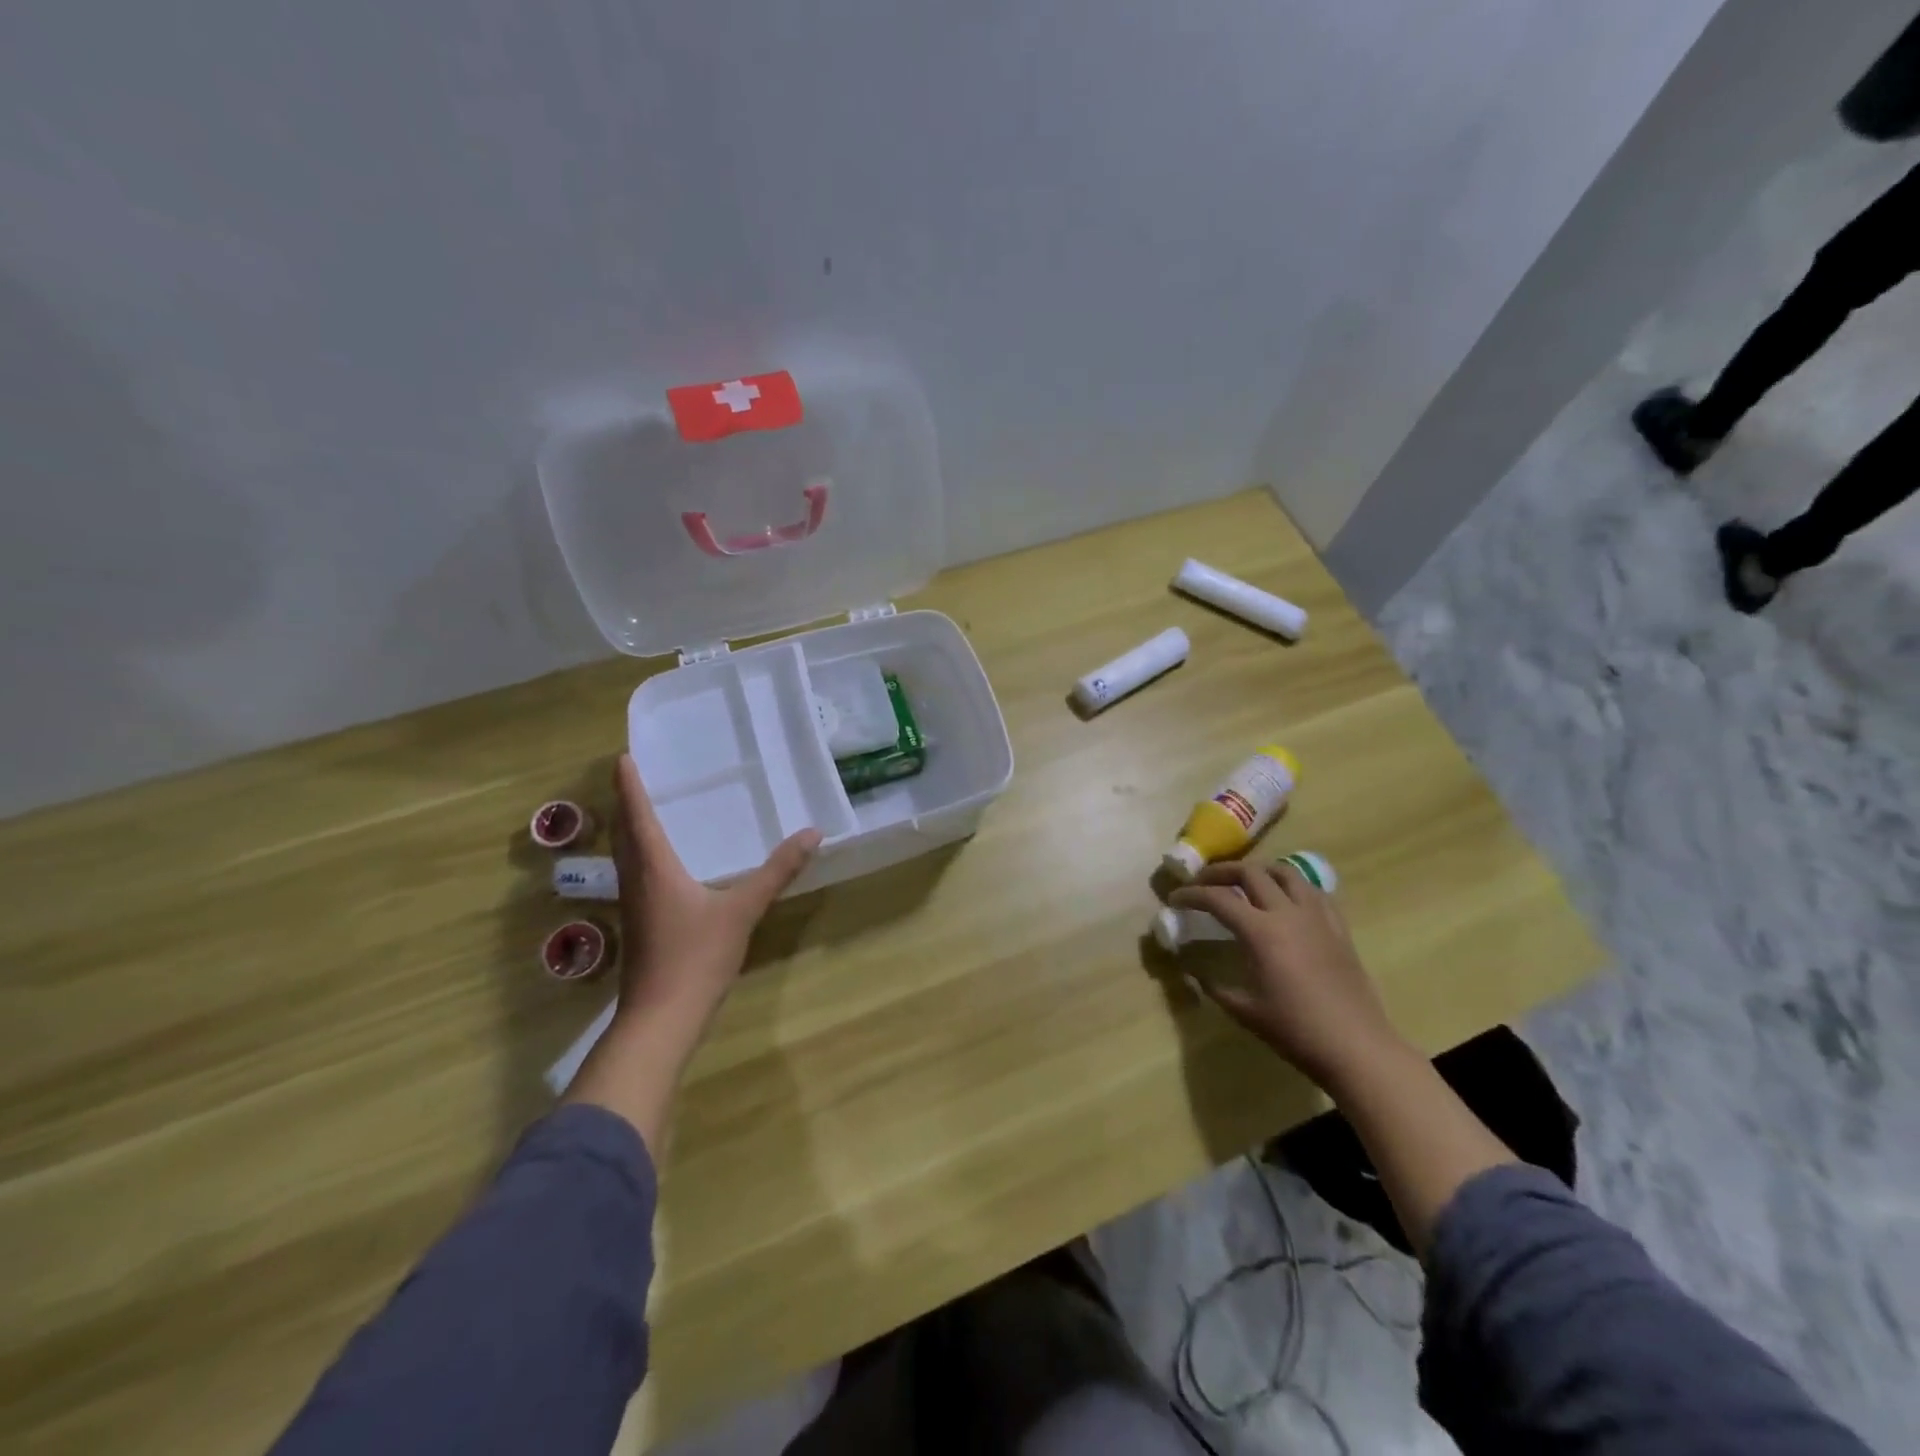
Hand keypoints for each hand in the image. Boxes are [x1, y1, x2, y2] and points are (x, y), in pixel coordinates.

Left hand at [610, 754, 819, 1027]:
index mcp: (654, 868)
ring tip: (645, 809)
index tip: (622, 757)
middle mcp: (637, 880)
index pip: (637, 815)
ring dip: (630, 829)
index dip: (629, 786)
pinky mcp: (639, 925)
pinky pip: (635, 874)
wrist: (661, 1018)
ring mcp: (633, 905)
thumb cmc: (697, 957)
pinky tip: (661, 863)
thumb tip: (812, 834)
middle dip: (626, 802)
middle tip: (634, 776)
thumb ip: (776, 871)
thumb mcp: (743, 910)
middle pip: (624, 833)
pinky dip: (641, 854)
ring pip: (626, 855)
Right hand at [1169, 859, 1406, 1090]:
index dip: (1192, 894)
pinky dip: (1292, 887)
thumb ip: (1215, 986)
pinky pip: (1313, 892)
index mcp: (1262, 932)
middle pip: (1250, 872)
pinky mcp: (1339, 928)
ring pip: (1285, 873)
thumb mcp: (1245, 1010)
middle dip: (1220, 873)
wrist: (1357, 1048)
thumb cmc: (1296, 1031)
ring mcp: (1317, 917)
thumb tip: (1195, 972)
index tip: (1175, 898)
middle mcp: (1288, 913)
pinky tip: (1286, 902)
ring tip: (1244, 883)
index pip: (1218, 898)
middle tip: (1203, 883)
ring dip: (1258, 871)